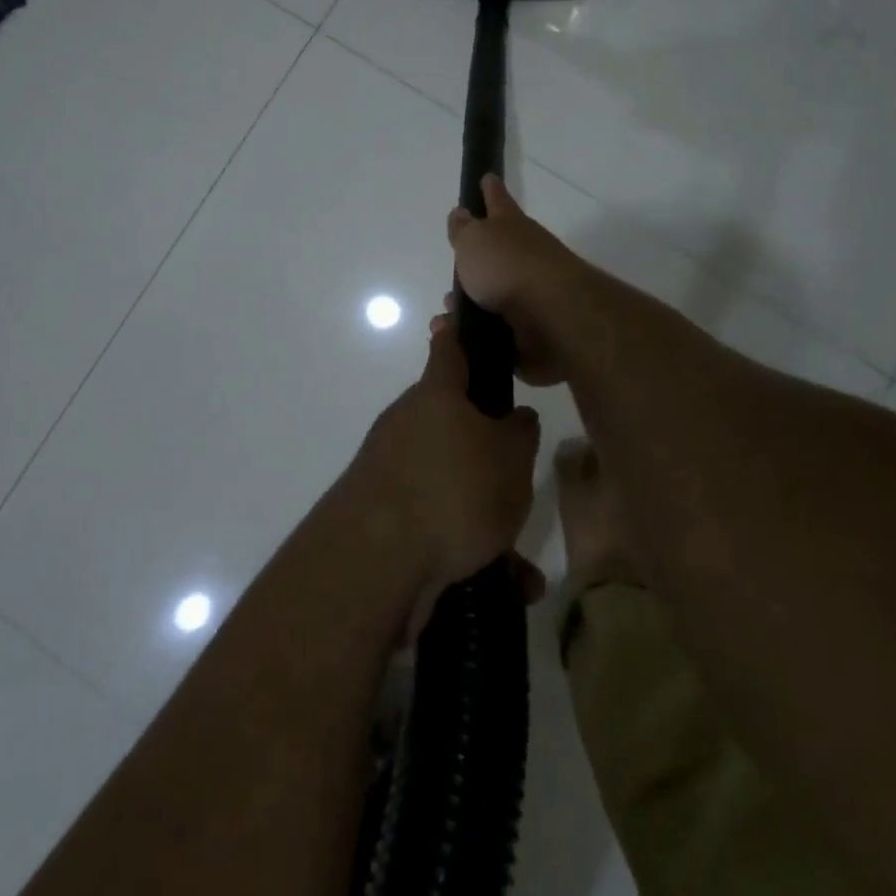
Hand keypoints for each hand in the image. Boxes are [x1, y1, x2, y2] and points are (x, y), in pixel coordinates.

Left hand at [340, 323, 541, 602]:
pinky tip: (498, 578)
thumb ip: (519, 433)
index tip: (457, 317)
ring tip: (516, 555)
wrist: (377, 557)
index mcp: (437, 396)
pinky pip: (431, 516)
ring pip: (444, 476)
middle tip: (514, 476)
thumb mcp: (511, 459)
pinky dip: (460, 540)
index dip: (458, 332)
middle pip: (448, 419)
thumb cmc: (454, 489)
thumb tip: (514, 417)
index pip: (448, 348)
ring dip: (477, 507)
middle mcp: (406, 421)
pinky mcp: (379, 509)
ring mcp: (388, 465)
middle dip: (481, 446)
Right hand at [446, 175, 581, 385]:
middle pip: (497, 254)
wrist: (552, 318)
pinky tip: (460, 339)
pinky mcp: (531, 330)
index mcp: (511, 228)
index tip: (487, 177)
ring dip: (470, 305)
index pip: (497, 201)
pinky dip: (479, 334)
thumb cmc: (508, 268)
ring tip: (447, 316)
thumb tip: (461, 213)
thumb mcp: (474, 240)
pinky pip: (496, 331)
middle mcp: (525, 257)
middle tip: (453, 273)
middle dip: (475, 263)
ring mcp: (531, 294)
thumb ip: (464, 229)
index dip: (490, 190)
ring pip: (493, 297)